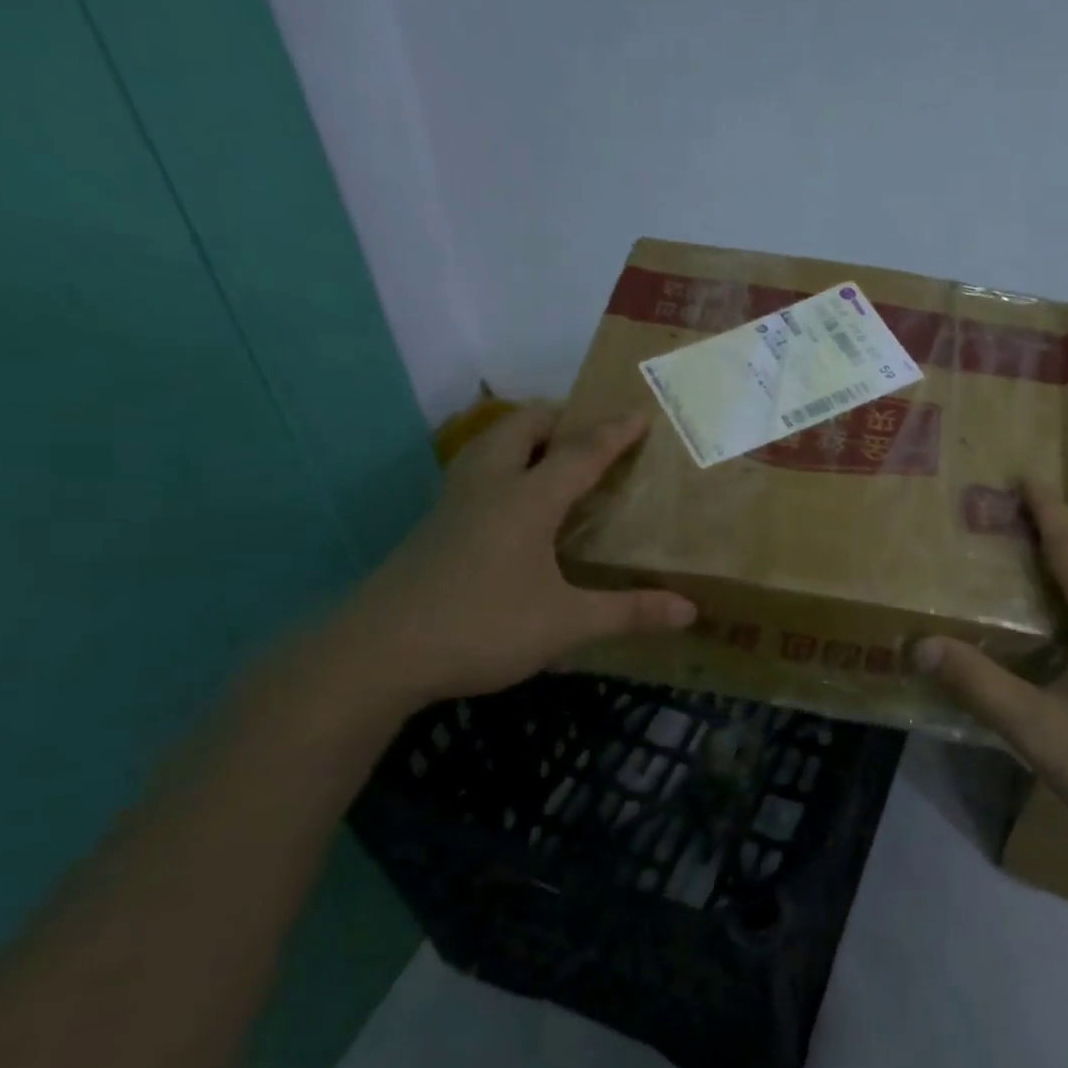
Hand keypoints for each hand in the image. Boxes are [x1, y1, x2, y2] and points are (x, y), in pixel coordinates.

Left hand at [326, 408, 695, 708]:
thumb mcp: (566, 624)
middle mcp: (488, 488)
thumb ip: (628, 613)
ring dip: (521, 437)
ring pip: (488, 446)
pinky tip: (508, 503)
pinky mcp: (431, 528)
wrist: (377, 655)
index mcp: (526, 500)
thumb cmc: (482, 627)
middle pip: (521, 429)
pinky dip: (500, 466)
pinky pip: (473, 474)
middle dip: (557, 418)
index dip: (613, 433)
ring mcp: (452, 505)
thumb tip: (689, 611)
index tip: (638, 413)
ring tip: (549, 455)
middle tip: (587, 430)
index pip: (580, 453)